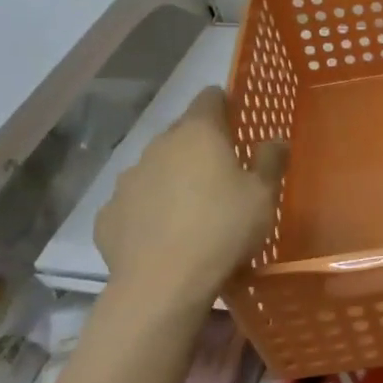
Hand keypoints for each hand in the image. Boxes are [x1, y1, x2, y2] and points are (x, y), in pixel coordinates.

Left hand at [93, 87, 286, 307]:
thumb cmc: (222, 229)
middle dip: (199, 146)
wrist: (161, 285)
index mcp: (198, 133)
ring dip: (171, 178)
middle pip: (181, 133)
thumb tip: (275, 139)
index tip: (236, 121)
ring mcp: (128, 180)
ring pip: (155, 167)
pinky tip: (161, 236)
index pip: (209, 97)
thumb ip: (271, 160)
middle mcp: (158, 146)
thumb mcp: (263, 195)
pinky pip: (133, 203)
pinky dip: (147, 211)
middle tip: (220, 173)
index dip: (224, 104)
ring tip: (190, 210)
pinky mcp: (107, 214)